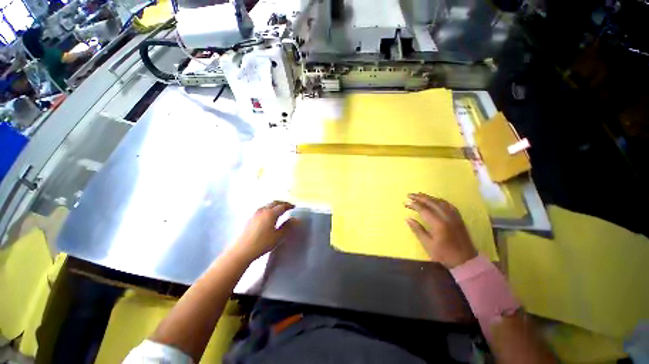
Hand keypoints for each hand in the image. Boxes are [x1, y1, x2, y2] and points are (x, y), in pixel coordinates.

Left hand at [231, 201, 297, 262]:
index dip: (289, 205)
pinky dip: (269, 208)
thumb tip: (295, 219)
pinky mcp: (251, 218)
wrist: (242, 250)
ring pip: (268, 205)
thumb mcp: (278, 236)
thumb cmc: (262, 243)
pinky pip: (263, 208)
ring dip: (275, 205)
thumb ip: (287, 226)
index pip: (282, 206)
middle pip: (274, 203)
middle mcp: (263, 210)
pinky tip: (270, 215)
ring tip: (280, 210)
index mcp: (270, 213)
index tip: (294, 207)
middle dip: (282, 203)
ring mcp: (255, 213)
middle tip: (288, 206)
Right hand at [405, 193, 476, 268]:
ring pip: (441, 202)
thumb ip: (418, 230)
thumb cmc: (444, 254)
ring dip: (429, 197)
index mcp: (439, 224)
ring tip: (419, 195)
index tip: (405, 202)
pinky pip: (448, 205)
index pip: (424, 210)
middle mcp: (447, 217)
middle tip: (409, 194)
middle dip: (420, 197)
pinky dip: (440, 200)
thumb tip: (408, 219)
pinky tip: (435, 200)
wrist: (465, 261)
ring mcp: (454, 217)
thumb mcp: (428, 244)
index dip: (413, 205)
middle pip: (432, 203)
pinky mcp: (459, 219)